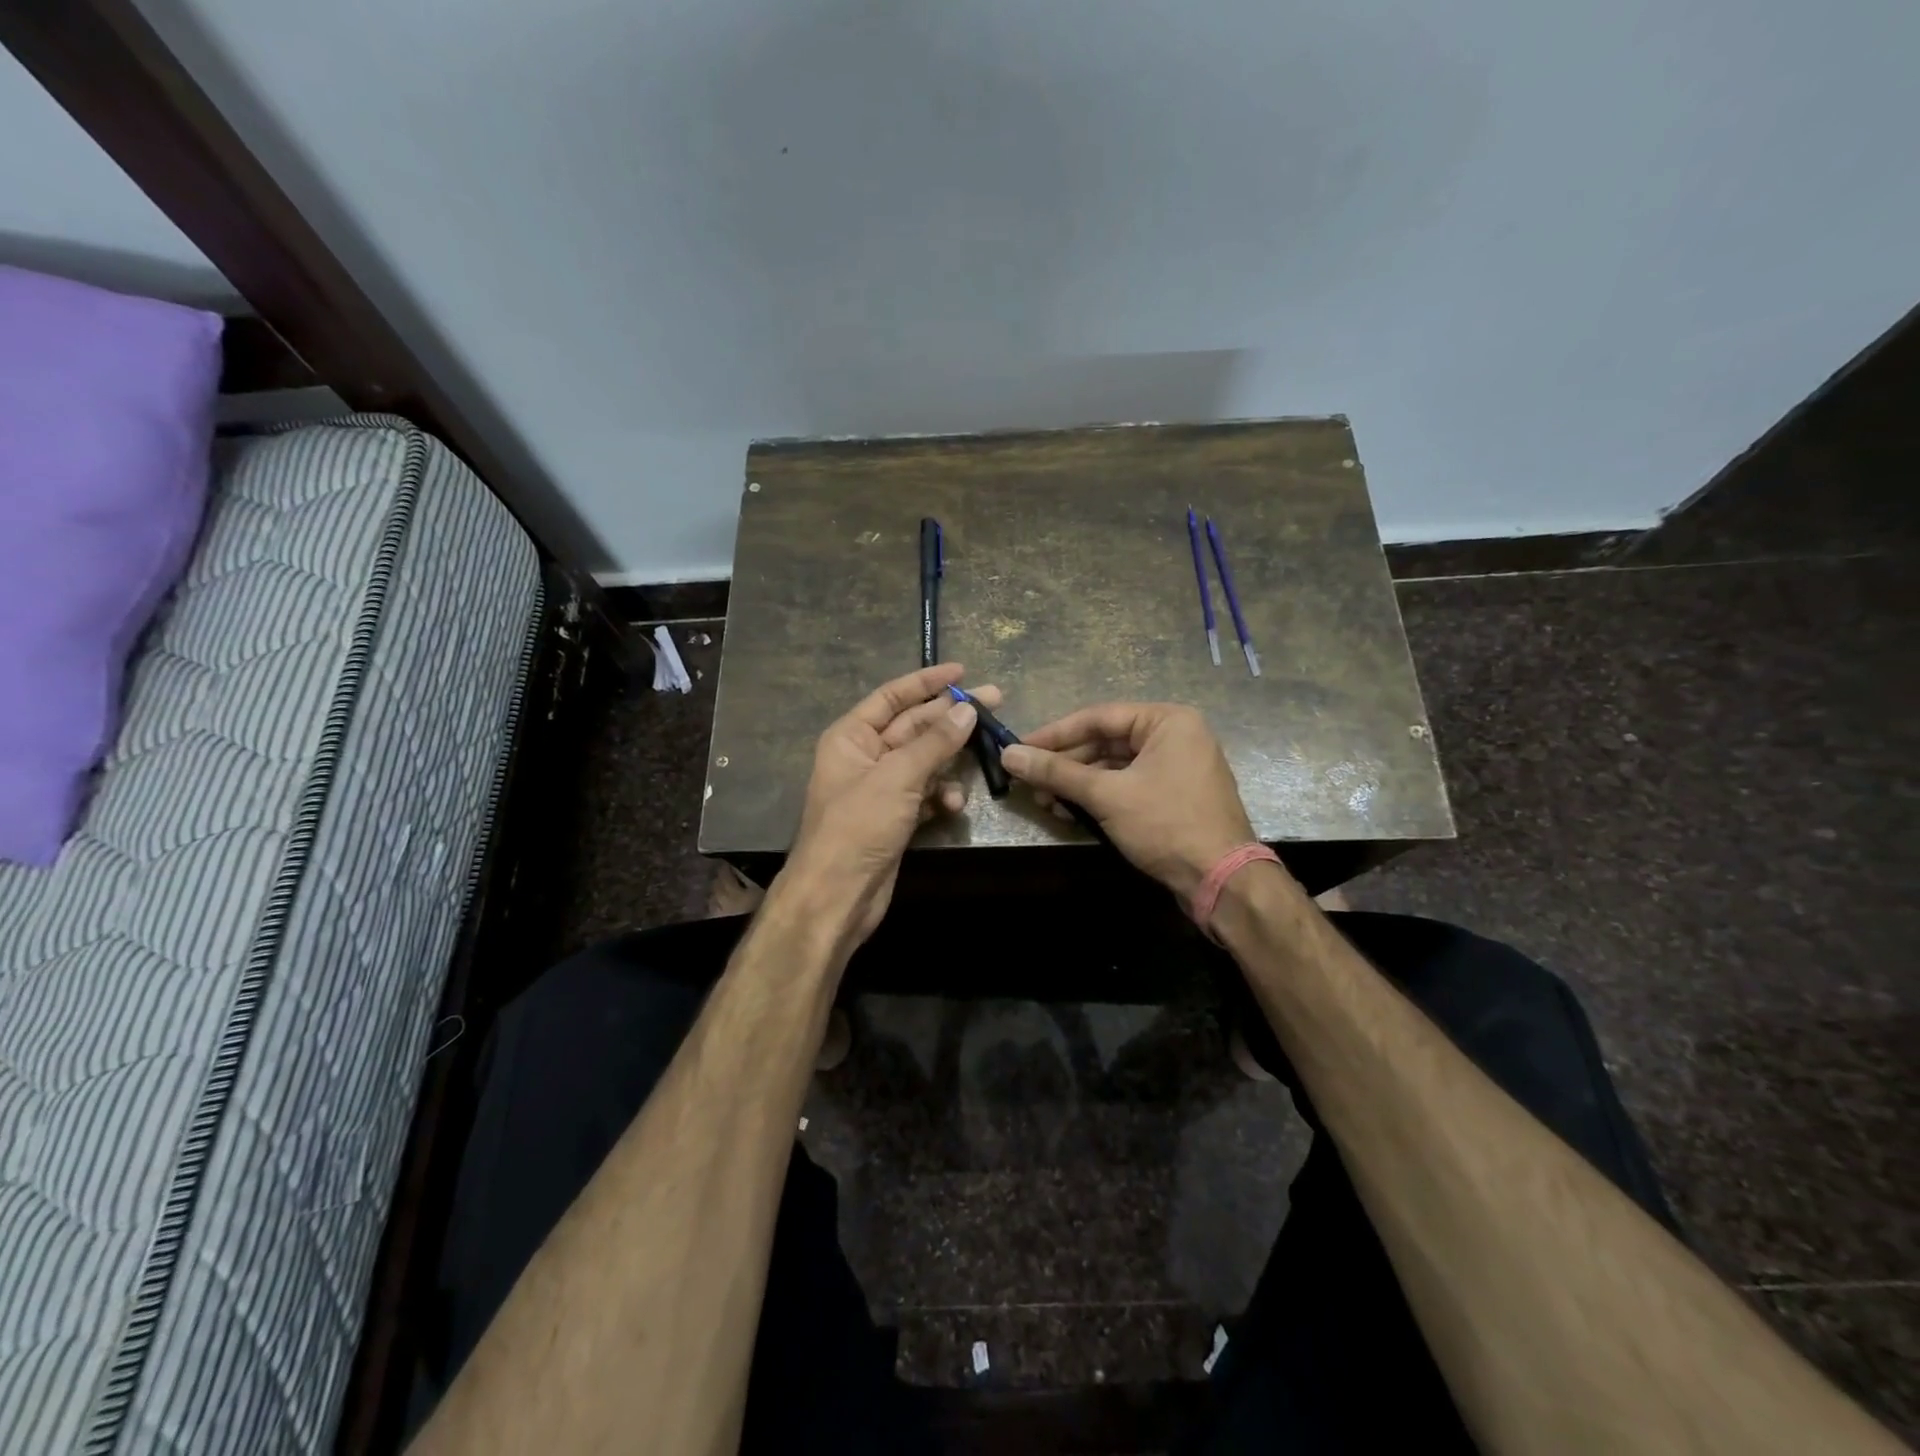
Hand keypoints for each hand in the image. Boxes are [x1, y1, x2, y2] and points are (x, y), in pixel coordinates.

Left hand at [782, 664, 996, 945]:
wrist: (837, 895)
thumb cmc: (858, 826)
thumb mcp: (898, 776)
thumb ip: (934, 742)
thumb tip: (967, 710)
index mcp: (851, 736)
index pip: (892, 697)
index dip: (926, 682)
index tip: (962, 672)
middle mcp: (865, 757)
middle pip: (914, 726)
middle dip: (950, 717)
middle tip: (994, 702)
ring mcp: (881, 789)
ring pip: (924, 762)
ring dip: (949, 761)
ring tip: (983, 752)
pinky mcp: (895, 818)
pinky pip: (925, 794)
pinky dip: (941, 796)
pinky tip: (954, 804)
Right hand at [1000, 703, 1255, 901]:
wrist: (1223, 882)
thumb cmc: (1167, 825)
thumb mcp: (1106, 796)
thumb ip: (1056, 772)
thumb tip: (1008, 755)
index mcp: (1167, 721)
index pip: (1098, 718)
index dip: (1054, 734)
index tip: (1018, 748)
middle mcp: (1174, 737)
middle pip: (1104, 743)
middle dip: (1064, 766)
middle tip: (1028, 782)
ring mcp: (1175, 768)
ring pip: (1112, 768)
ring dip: (1077, 785)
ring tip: (1045, 802)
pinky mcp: (1172, 797)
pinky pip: (1126, 786)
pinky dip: (1097, 798)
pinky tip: (1070, 812)